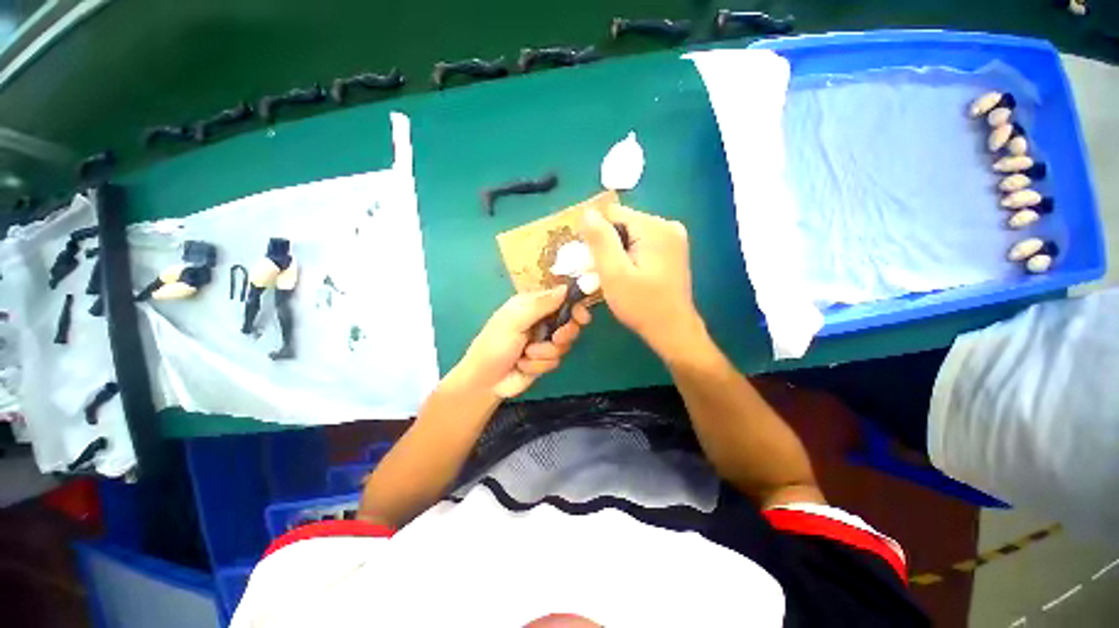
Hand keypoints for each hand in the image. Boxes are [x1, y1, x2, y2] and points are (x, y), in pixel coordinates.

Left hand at [455, 287, 590, 397]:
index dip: (575, 306)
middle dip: (564, 333)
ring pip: (564, 344)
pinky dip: (539, 364)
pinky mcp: (545, 360)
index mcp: (532, 305)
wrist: (486, 381)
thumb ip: (540, 305)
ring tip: (526, 354)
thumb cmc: (494, 345)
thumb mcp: (514, 320)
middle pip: (569, 322)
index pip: (561, 298)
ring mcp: (544, 341)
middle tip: (556, 338)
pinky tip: (523, 365)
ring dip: (545, 352)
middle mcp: (541, 321)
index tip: (582, 317)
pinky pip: (556, 360)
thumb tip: (565, 289)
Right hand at [582, 205, 703, 358]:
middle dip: (608, 245)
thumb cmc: (641, 305)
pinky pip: (641, 244)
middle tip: (602, 273)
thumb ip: (600, 240)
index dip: (597, 235)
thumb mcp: (614, 273)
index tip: (592, 260)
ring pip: (630, 235)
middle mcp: (668, 226)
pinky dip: (629, 257)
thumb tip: (587, 211)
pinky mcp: (672, 250)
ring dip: (617, 253)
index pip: (612, 213)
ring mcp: (673, 238)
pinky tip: (628, 276)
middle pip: (622, 223)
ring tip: (616, 277)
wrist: (672, 330)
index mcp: (655, 227)